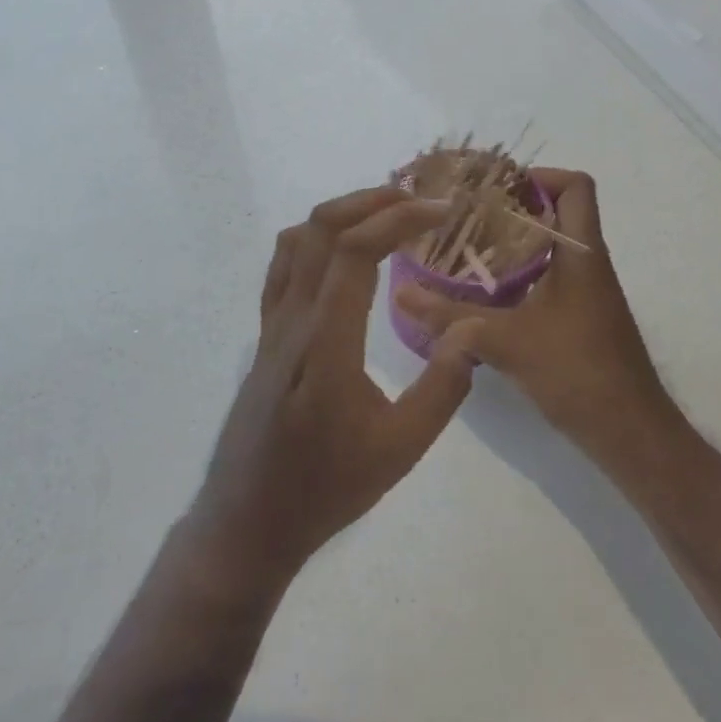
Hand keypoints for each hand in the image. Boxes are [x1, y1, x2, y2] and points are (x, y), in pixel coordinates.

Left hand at [185, 186, 482, 593]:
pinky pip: (283, 267)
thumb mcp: (399, 450)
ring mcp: (271, 325)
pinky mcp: (264, 335)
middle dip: (371, 201)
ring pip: (297, 241)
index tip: (439, 211)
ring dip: (341, 213)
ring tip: (386, 214)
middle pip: (320, 229)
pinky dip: (314, 238)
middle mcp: (292, 320)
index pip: (353, 251)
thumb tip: (472, 333)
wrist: (248, 520)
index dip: (397, 218)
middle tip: (418, 201)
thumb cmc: (325, 489)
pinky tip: (342, 252)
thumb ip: (441, 390)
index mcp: (325, 342)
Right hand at [394, 169, 680, 472]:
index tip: (493, 189)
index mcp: (582, 253)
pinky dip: (516, 275)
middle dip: (510, 208)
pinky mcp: (578, 318)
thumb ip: (450, 317)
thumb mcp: (505, 341)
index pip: (576, 186)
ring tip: (463, 248)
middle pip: (556, 212)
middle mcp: (588, 263)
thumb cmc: (577, 372)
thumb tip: (401, 294)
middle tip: (464, 215)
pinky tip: (481, 294)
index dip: (539, 176)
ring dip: (510, 243)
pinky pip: (546, 278)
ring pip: (549, 247)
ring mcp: (586, 293)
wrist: (629, 434)